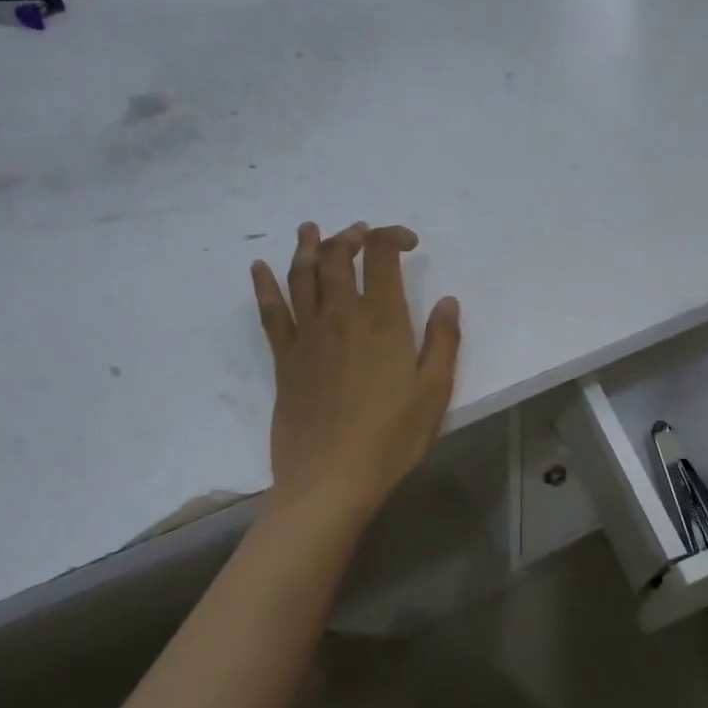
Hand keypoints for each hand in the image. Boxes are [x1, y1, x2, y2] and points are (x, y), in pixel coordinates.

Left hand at [250, 221, 461, 523]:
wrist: (330, 479)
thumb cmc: (391, 437)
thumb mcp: (434, 392)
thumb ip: (443, 341)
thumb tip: (448, 301)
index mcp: (383, 321)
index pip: (382, 258)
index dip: (393, 237)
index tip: (407, 242)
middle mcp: (341, 316)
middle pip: (337, 257)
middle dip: (349, 236)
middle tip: (360, 232)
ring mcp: (307, 335)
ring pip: (302, 275)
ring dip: (307, 246)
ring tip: (310, 228)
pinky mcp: (283, 359)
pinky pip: (270, 312)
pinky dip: (264, 285)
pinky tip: (259, 268)